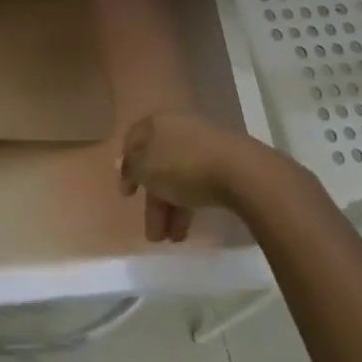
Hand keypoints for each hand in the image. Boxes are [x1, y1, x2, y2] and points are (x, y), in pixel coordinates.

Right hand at [118, 112, 266, 242]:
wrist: (240, 171)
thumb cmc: (183, 166)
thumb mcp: (146, 169)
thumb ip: (131, 167)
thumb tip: (122, 164)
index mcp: (157, 122)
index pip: (133, 140)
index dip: (127, 166)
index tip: (127, 193)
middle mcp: (179, 128)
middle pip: (158, 164)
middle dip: (153, 201)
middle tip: (153, 232)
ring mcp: (203, 144)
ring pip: (178, 177)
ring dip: (171, 209)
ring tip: (171, 240)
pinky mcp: (224, 161)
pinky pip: (198, 182)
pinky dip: (189, 204)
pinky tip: (188, 228)